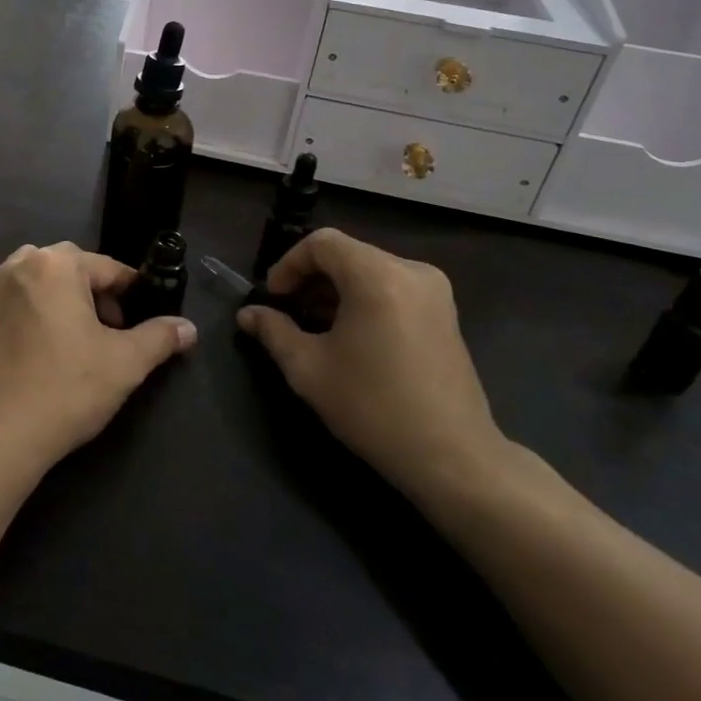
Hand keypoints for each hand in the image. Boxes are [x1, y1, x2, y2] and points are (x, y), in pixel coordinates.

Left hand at [0, 243, 195, 471]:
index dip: (131, 292)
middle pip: (69, 269)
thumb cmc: (67, 388)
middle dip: (94, 294)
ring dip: (60, 301)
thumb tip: (188, 328)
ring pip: (37, 283)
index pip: (107, 267)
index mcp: (55, 263)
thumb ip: (160, 338)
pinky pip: (11, 303)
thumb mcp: (126, 363)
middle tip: (110, 332)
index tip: (144, 318)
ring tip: (75, 341)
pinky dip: (30, 315)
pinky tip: (40, 350)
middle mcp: (17, 265)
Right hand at [237, 229, 508, 507]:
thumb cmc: (373, 407)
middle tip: (287, 313)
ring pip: (369, 270)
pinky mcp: (445, 312)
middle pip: (347, 254)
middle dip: (310, 278)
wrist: (452, 456)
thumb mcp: (308, 369)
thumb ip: (274, 331)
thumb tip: (248, 314)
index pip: (322, 243)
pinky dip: (363, 300)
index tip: (273, 298)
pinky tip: (348, 336)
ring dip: (335, 290)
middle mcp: (411, 271)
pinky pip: (392, 287)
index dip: (288, 264)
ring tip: (313, 327)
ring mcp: (434, 291)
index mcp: (378, 275)